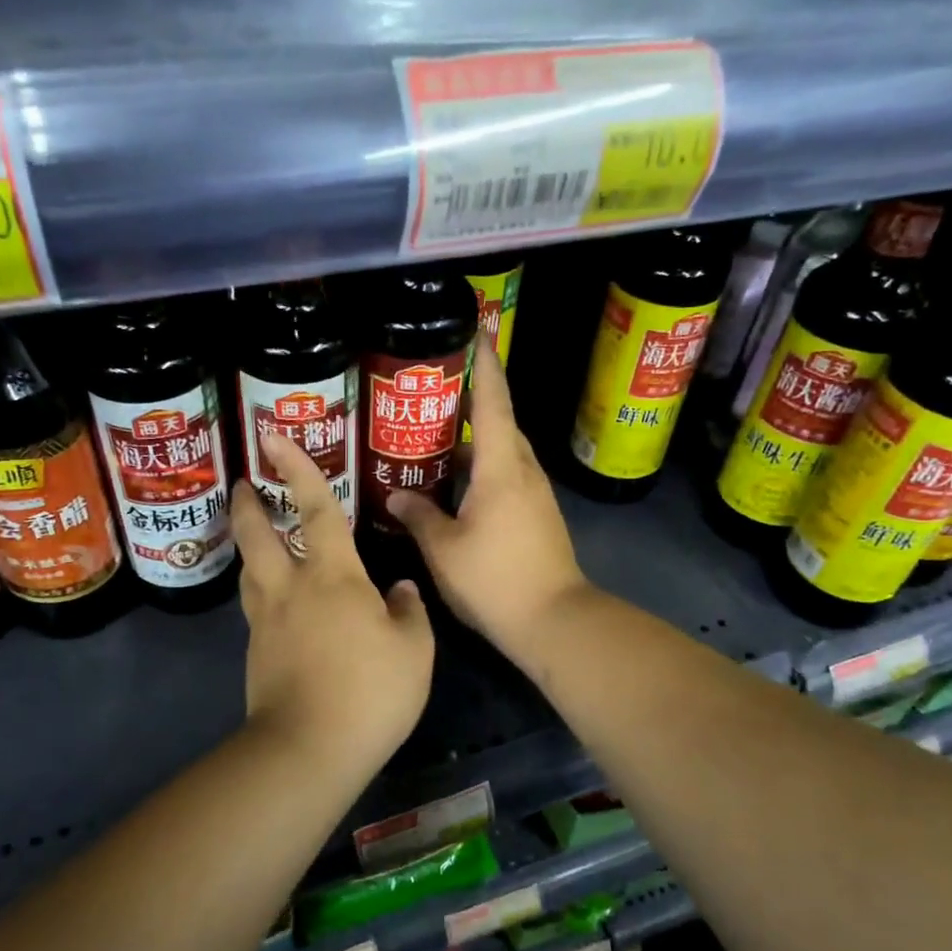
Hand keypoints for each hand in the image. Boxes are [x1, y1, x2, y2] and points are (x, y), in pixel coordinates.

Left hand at [233, 432, 433, 766]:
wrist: (308, 750)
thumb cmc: (369, 692)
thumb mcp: (414, 650)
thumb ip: (408, 610)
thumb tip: (398, 589)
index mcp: (332, 576)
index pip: (314, 509)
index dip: (298, 468)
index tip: (273, 436)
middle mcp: (290, 588)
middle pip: (258, 534)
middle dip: (250, 504)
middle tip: (246, 483)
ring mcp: (266, 621)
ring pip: (250, 570)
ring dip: (250, 544)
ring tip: (259, 537)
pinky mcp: (256, 653)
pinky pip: (257, 607)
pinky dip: (262, 590)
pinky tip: (280, 602)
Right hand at [388, 343, 590, 664]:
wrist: (553, 620)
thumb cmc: (495, 579)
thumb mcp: (443, 548)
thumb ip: (418, 515)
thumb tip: (398, 493)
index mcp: (500, 467)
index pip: (492, 401)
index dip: (484, 363)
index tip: (478, 330)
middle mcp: (522, 470)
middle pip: (497, 421)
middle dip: (469, 400)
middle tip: (429, 391)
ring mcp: (534, 493)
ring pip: (500, 451)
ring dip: (472, 438)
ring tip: (432, 434)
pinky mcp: (536, 514)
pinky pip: (505, 474)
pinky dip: (480, 467)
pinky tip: (452, 482)